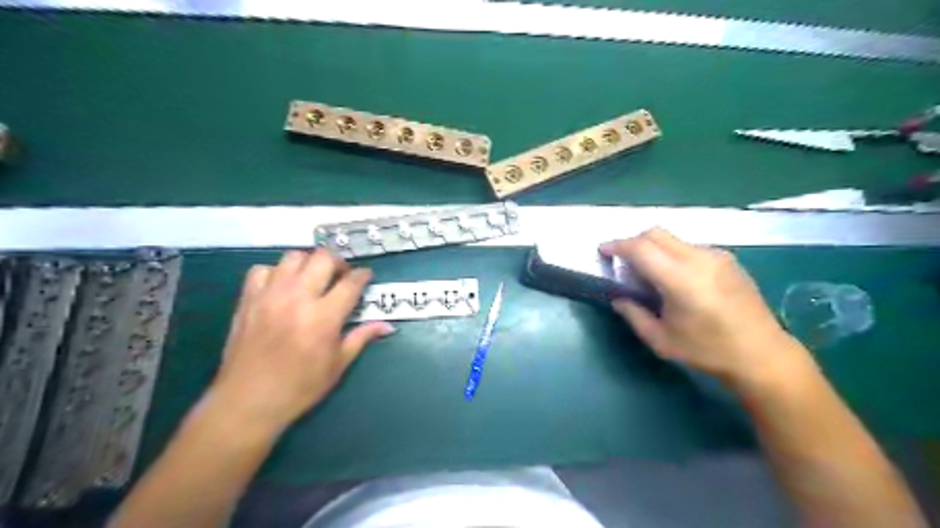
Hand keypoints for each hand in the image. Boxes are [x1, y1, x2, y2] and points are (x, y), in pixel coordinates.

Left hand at [206, 251, 393, 433]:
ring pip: (293, 256)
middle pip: (323, 258)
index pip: (351, 283)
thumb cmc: (299, 387)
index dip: (363, 275)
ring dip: (308, 263)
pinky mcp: (248, 299)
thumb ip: (362, 337)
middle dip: (338, 262)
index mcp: (324, 316)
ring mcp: (270, 295)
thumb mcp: (338, 365)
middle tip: (341, 276)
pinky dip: (276, 272)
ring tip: (312, 278)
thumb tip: (387, 326)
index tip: (366, 276)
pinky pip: (262, 270)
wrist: (247, 402)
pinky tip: (281, 287)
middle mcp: (298, 298)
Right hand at [602, 230, 808, 385]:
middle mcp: (699, 259)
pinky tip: (676, 279)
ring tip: (650, 273)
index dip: (617, 245)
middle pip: (656, 233)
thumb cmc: (707, 351)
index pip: (641, 248)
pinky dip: (673, 254)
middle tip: (622, 261)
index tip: (603, 250)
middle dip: (633, 241)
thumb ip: (633, 314)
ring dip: (654, 248)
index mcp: (680, 279)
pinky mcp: (728, 259)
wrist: (762, 355)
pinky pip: (690, 247)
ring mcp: (717, 256)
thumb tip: (618, 297)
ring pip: (674, 239)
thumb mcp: (661, 340)